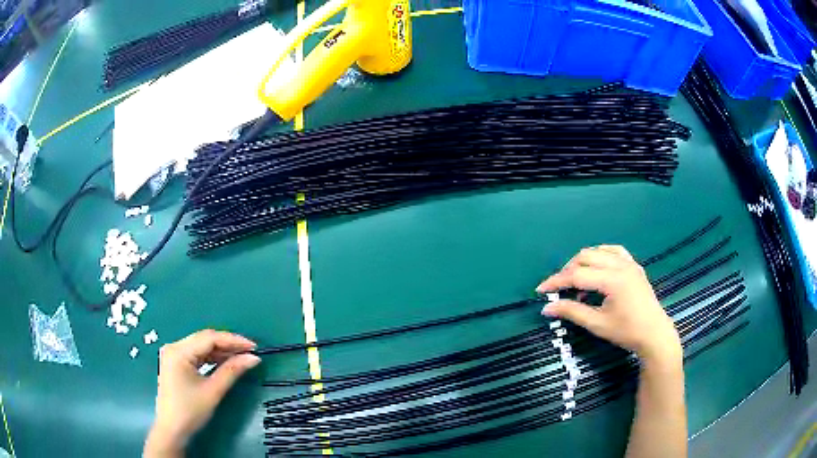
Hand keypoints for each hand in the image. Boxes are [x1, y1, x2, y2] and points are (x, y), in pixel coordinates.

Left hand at [144, 330, 260, 456]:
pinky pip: (196, 355)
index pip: (209, 338)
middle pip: (204, 339)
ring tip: (241, 357)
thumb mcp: (213, 391)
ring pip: (201, 346)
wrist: (172, 429)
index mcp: (179, 351)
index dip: (233, 340)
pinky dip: (211, 358)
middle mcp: (174, 347)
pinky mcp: (175, 363)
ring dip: (221, 351)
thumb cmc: (190, 411)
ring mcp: (173, 355)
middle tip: (250, 351)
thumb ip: (232, 371)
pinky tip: (225, 362)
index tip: (254, 346)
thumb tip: (253, 358)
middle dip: (228, 344)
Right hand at [536, 245, 681, 363]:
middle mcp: (620, 265)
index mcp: (612, 280)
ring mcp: (629, 263)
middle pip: (585, 257)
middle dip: (568, 271)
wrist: (654, 333)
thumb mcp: (597, 324)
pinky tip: (596, 267)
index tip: (540, 290)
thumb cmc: (626, 332)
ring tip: (576, 280)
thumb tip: (547, 308)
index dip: (556, 281)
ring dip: (583, 262)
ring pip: (598, 251)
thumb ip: (572, 312)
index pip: (577, 275)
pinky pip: (614, 251)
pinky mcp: (634, 266)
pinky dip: (600, 256)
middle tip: (559, 289)